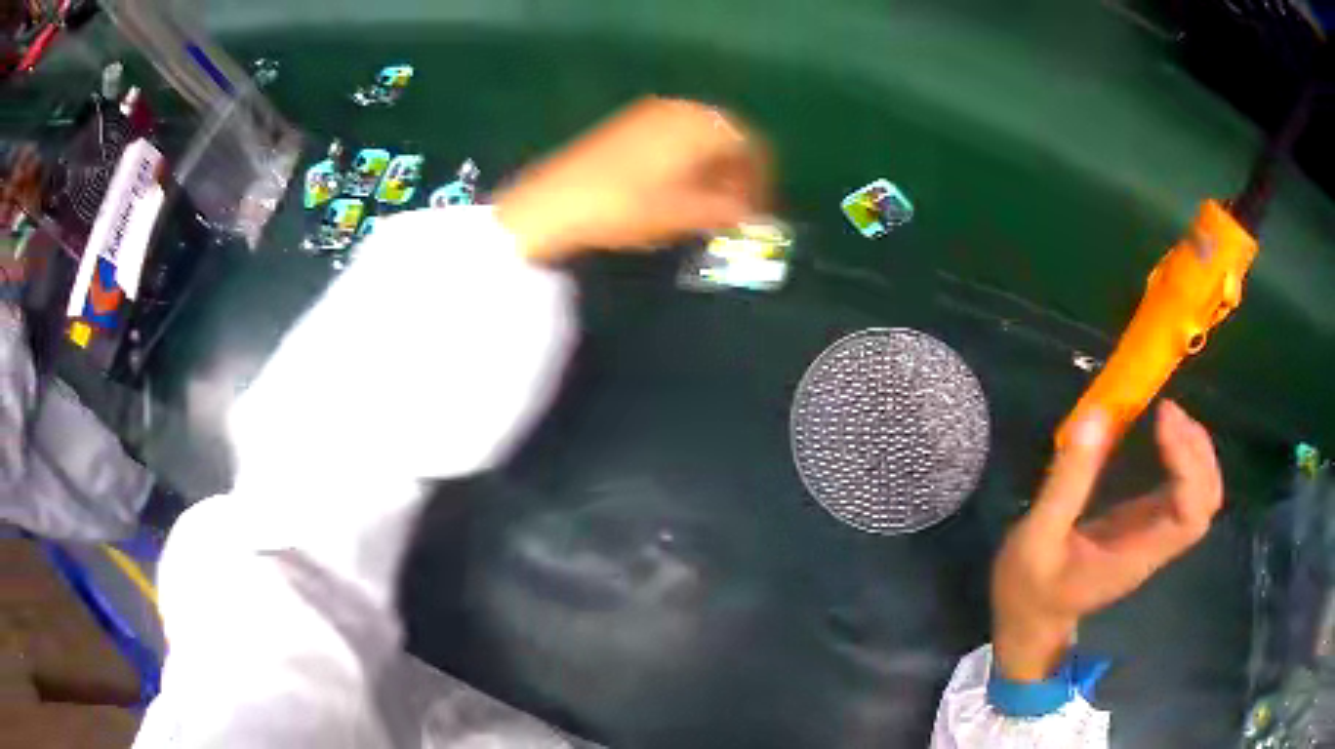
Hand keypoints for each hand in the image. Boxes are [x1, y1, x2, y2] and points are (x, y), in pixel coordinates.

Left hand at [495, 97, 768, 261]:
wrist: (553, 202)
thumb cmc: (625, 207)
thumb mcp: (682, 214)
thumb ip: (726, 211)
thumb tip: (753, 214)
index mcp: (701, 125)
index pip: (752, 144)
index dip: (762, 178)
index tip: (757, 211)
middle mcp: (681, 109)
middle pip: (727, 135)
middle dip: (737, 171)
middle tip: (733, 208)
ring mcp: (651, 114)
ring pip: (700, 135)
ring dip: (712, 167)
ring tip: (704, 204)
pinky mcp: (628, 125)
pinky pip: (674, 136)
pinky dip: (686, 159)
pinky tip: (674, 188)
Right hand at [991, 400, 1222, 680]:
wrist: (1029, 625)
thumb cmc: (1029, 590)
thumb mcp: (1036, 538)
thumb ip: (1066, 483)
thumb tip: (1096, 417)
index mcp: (1135, 557)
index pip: (1189, 515)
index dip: (1188, 463)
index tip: (1162, 418)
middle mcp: (1154, 547)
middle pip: (1206, 504)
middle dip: (1199, 453)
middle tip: (1168, 413)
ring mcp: (1153, 538)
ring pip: (1201, 498)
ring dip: (1196, 452)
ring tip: (1169, 417)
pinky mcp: (1145, 528)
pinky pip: (1184, 493)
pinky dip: (1184, 458)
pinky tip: (1164, 435)